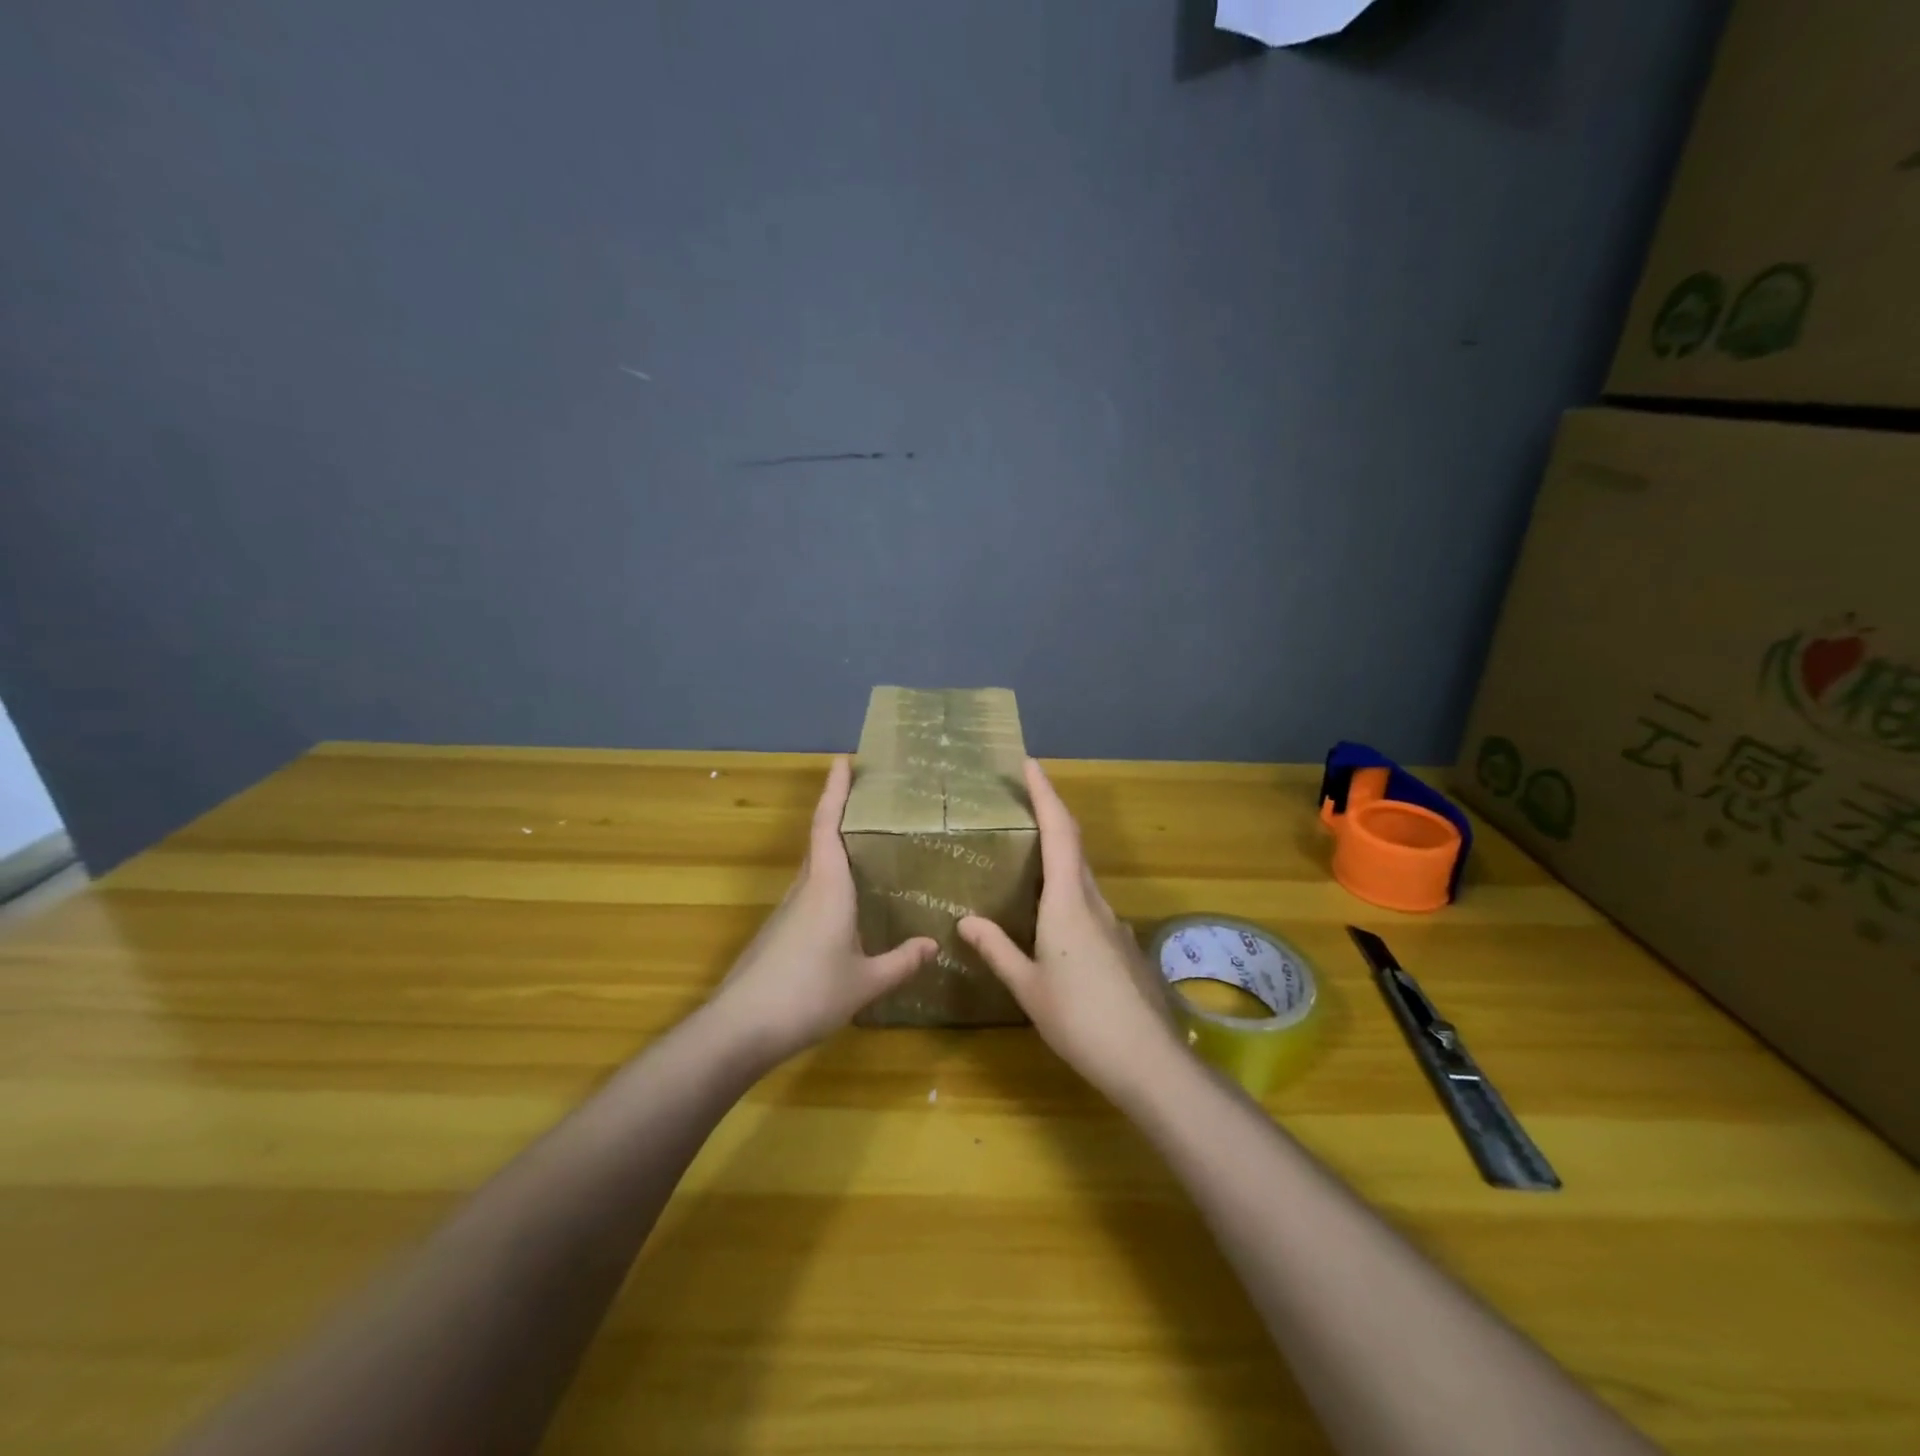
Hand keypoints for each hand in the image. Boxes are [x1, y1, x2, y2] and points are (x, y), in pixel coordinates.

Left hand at [710, 756, 935, 1065]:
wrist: (739, 1029)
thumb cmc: (808, 994)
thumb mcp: (865, 982)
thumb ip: (901, 962)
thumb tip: (933, 944)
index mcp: (827, 888)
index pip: (828, 825)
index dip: (835, 791)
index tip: (843, 760)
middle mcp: (804, 890)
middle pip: (820, 841)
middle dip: (840, 814)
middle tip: (871, 802)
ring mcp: (786, 912)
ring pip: (814, 870)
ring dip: (834, 851)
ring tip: (868, 851)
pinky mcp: (777, 934)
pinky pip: (809, 895)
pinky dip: (829, 885)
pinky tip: (847, 908)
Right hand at [959, 759, 1184, 1099]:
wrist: (1148, 1062)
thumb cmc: (1080, 1019)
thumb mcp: (1028, 987)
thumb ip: (997, 949)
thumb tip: (965, 920)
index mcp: (1068, 902)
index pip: (1059, 831)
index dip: (1045, 793)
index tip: (1030, 763)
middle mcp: (1094, 902)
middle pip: (1074, 845)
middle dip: (1050, 816)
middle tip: (1019, 804)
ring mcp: (1113, 924)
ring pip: (1083, 876)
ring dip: (1059, 856)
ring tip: (1026, 860)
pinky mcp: (1122, 945)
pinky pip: (1090, 904)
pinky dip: (1068, 892)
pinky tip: (1052, 920)